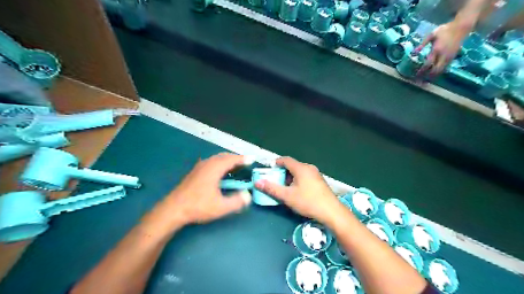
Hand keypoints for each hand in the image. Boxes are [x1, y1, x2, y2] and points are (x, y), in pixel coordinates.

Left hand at [156, 152, 252, 228]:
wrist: (174, 209)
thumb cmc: (198, 206)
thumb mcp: (221, 207)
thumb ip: (237, 201)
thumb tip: (248, 195)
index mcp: (214, 168)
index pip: (232, 159)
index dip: (243, 159)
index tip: (252, 159)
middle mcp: (207, 164)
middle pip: (224, 156)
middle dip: (236, 158)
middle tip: (245, 162)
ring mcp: (199, 167)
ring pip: (217, 159)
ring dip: (227, 160)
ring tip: (235, 166)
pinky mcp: (195, 172)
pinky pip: (211, 162)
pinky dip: (220, 163)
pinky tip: (220, 172)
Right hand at [255, 158, 344, 225]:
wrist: (331, 212)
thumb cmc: (308, 202)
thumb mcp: (287, 196)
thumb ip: (271, 188)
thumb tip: (257, 182)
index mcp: (301, 168)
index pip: (285, 160)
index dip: (276, 163)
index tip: (269, 169)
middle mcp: (309, 168)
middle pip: (292, 166)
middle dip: (282, 172)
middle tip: (275, 181)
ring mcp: (316, 174)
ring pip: (299, 172)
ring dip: (290, 177)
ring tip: (284, 188)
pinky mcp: (319, 181)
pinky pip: (305, 176)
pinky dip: (297, 180)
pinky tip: (296, 191)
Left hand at [417, 21, 472, 77]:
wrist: (462, 27)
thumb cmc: (445, 30)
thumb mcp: (432, 34)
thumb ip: (423, 43)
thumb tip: (414, 52)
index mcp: (437, 50)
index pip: (428, 64)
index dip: (422, 71)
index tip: (416, 75)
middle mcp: (443, 56)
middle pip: (435, 70)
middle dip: (427, 76)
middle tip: (420, 80)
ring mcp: (449, 57)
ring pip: (441, 70)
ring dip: (433, 76)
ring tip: (425, 80)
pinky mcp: (453, 57)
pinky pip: (445, 68)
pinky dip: (438, 72)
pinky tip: (433, 74)